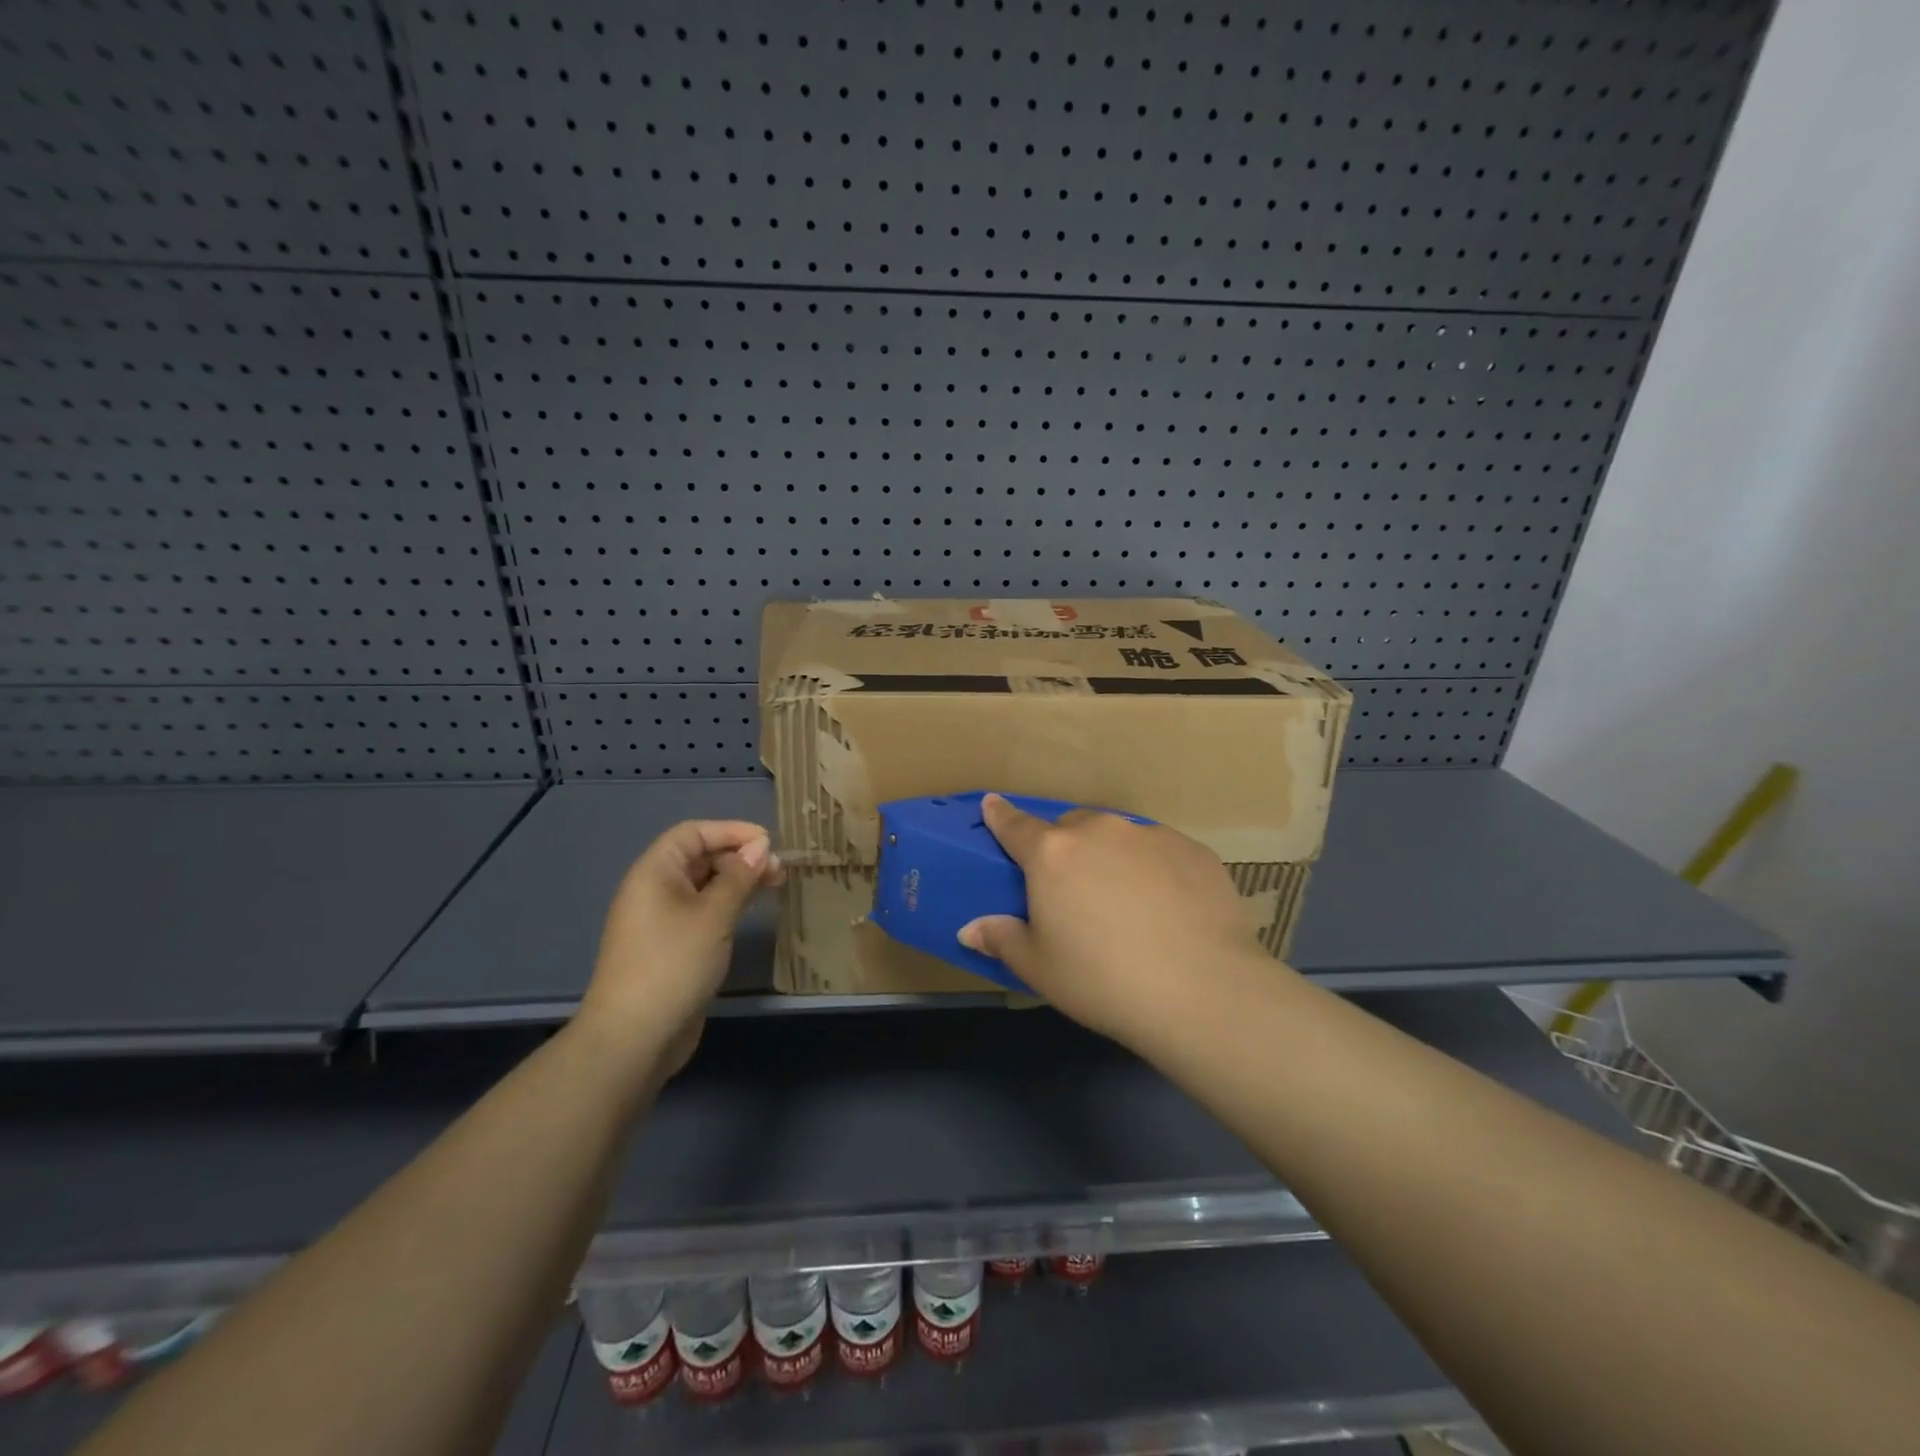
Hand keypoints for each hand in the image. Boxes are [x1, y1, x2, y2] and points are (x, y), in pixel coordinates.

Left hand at [576, 820, 784, 1078]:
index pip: (693, 833)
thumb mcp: (714, 915)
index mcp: (655, 872)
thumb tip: (760, 848)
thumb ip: (739, 877)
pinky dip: (728, 905)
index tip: (769, 842)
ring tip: (775, 886)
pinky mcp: (671, 947)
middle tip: (779, 870)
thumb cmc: (673, 964)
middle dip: (739, 857)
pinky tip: (752, 912)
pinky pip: (703, 912)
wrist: (634, 1037)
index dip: (731, 831)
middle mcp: (654, 890)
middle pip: (699, 857)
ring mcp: (661, 921)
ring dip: (738, 881)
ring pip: (704, 886)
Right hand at [958, 794, 1269, 1047]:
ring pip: (1118, 837)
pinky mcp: (1193, 849)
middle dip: (1065, 850)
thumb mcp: (1040, 969)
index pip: (1015, 825)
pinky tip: (1168, 909)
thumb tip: (969, 929)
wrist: (1202, 991)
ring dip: (1111, 857)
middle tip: (1072, 891)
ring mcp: (1150, 835)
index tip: (992, 804)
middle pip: (1071, 829)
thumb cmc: (1103, 981)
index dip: (1000, 815)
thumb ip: (1002, 939)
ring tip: (1125, 903)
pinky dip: (1154, 869)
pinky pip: (1160, 852)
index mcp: (1053, 854)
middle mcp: (1099, 831)